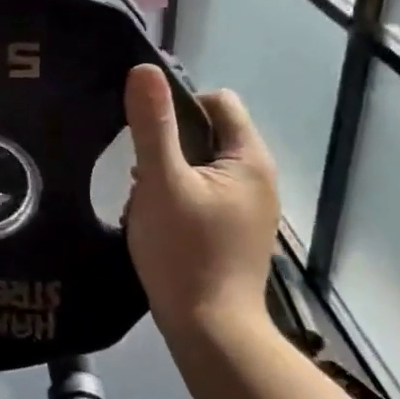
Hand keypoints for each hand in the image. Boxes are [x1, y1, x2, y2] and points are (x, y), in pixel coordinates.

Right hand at [122, 67, 279, 341]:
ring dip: (170, 171)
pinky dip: (178, 195)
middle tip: (140, 170)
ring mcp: (249, 208)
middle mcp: (258, 178)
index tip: (147, 132)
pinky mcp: (235, 231)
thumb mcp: (161, 182)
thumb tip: (144, 69)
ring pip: (202, 165)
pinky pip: (203, 192)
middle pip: (209, 133)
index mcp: (249, 159)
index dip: (180, 105)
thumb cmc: (186, 251)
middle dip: (170, 142)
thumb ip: (152, 125)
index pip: (219, 102)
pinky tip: (157, 219)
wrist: (210, 329)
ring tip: (144, 197)